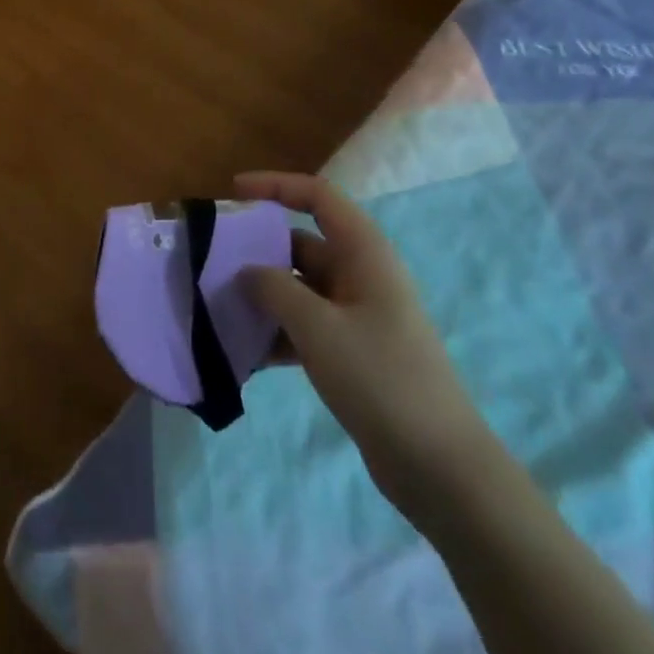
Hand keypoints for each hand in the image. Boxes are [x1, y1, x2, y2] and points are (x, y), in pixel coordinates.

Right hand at [237, 171, 492, 515]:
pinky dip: (277, 331)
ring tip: (220, 307)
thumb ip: (273, 289)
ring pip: (299, 287)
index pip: (317, 196)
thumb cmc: (380, 378)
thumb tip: (246, 271)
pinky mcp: (353, 351)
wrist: (440, 467)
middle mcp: (361, 274)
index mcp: (363, 253)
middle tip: (212, 261)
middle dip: (258, 249)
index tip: (233, 192)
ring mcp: (358, 315)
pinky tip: (245, 353)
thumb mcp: (317, 327)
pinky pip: (306, 325)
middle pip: (302, 243)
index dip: (275, 186)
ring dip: (263, 294)